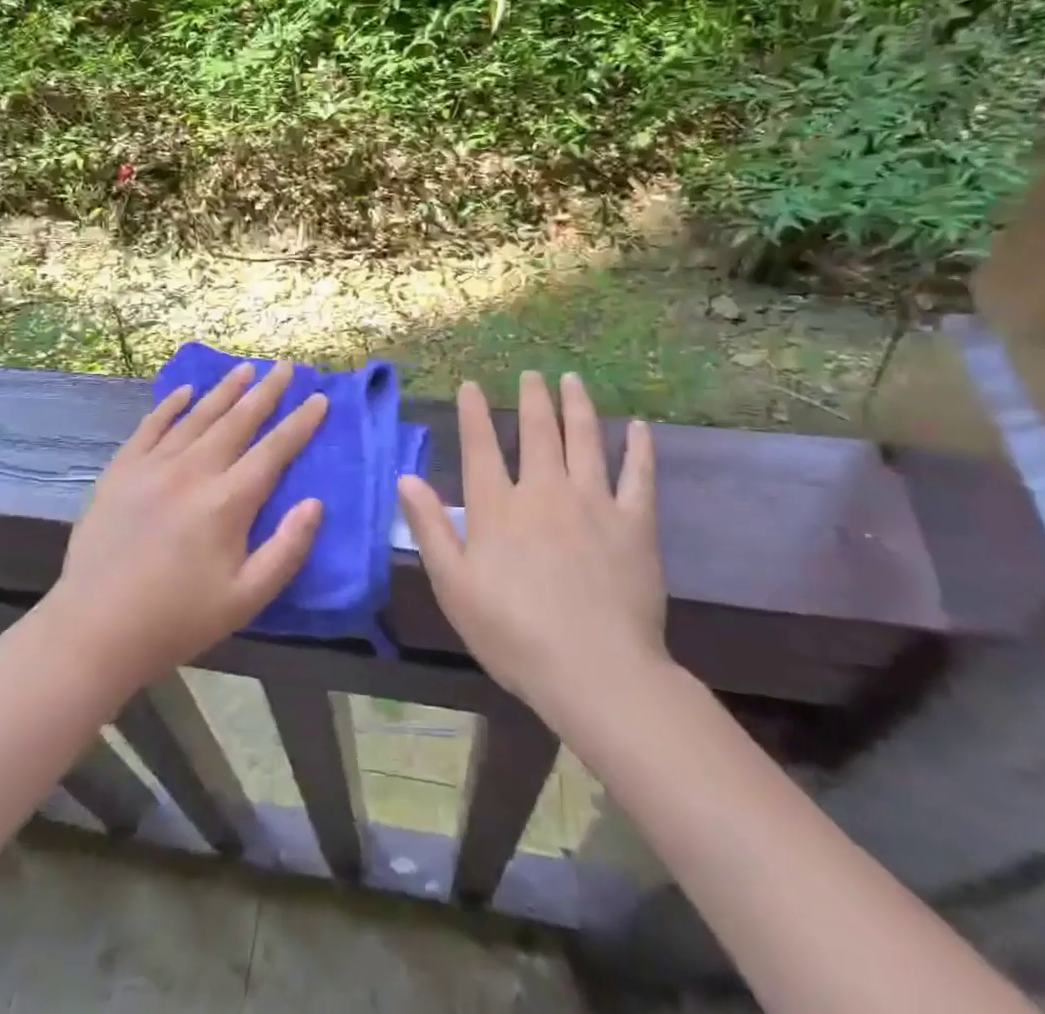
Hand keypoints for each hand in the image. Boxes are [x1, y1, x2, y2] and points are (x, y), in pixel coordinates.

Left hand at [47, 361, 327, 687]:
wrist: (95, 629)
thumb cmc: (179, 619)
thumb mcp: (246, 598)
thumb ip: (287, 549)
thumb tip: (316, 503)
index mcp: (228, 502)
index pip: (274, 450)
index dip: (300, 423)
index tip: (319, 398)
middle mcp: (193, 471)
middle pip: (238, 421)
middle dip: (266, 392)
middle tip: (285, 367)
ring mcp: (153, 466)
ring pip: (197, 416)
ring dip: (224, 390)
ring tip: (245, 368)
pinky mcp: (121, 471)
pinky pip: (151, 426)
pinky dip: (170, 405)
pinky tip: (184, 391)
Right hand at [397, 372, 663, 730]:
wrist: (595, 671)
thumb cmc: (513, 634)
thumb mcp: (454, 586)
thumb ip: (430, 528)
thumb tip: (405, 477)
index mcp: (497, 508)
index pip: (481, 447)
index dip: (474, 413)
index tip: (472, 385)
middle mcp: (543, 492)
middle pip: (537, 432)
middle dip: (532, 398)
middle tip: (532, 374)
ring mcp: (593, 503)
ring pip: (584, 440)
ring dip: (577, 406)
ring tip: (572, 380)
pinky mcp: (634, 524)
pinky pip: (638, 475)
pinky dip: (639, 448)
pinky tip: (639, 427)